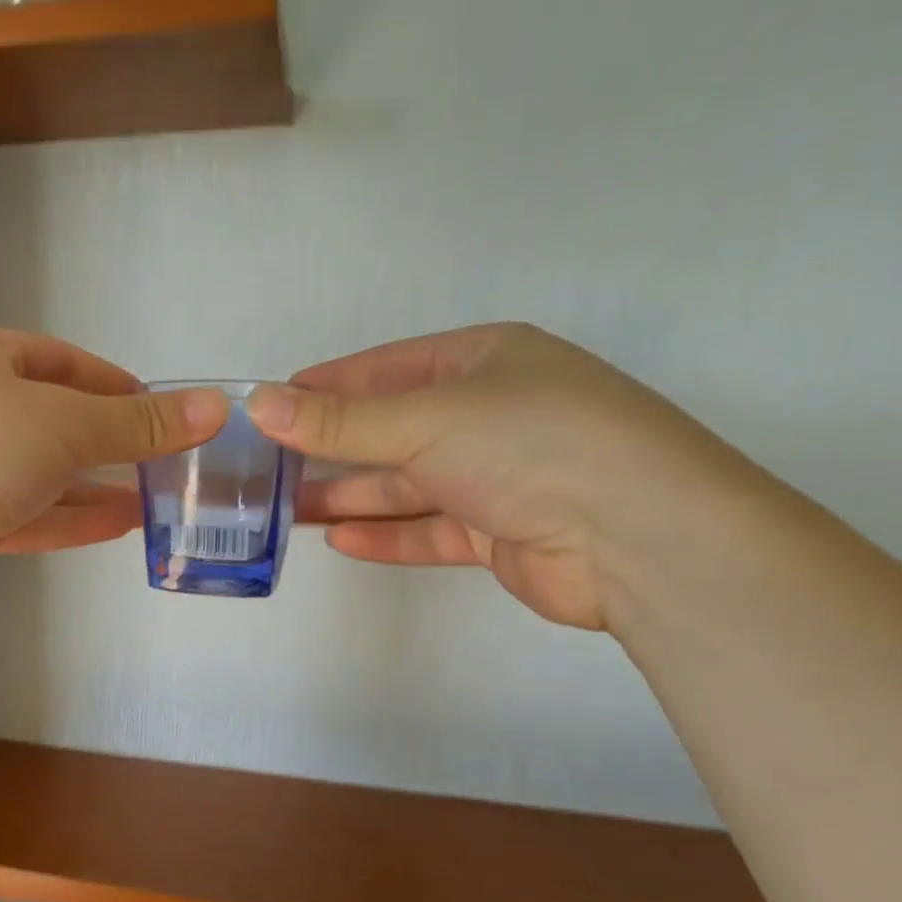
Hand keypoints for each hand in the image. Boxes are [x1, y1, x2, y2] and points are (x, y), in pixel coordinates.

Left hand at [0, 324, 226, 619]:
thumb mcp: (64, 423)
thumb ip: (138, 423)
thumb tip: (216, 408)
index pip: (60, 361)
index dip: (113, 383)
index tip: (160, 409)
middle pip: (52, 419)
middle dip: (109, 441)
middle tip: (166, 460)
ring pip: (41, 473)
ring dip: (95, 485)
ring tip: (156, 496)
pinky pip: (26, 515)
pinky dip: (70, 518)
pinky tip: (121, 524)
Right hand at [250, 324, 747, 630]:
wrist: (643, 540)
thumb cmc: (530, 445)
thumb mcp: (424, 420)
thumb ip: (339, 421)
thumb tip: (258, 401)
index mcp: (482, 361)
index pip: (384, 369)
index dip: (325, 388)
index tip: (270, 409)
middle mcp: (490, 413)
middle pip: (392, 429)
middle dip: (331, 449)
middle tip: (267, 469)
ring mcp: (498, 475)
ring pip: (407, 483)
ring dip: (351, 496)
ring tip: (287, 510)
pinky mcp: (502, 531)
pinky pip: (430, 528)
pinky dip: (387, 533)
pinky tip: (340, 540)